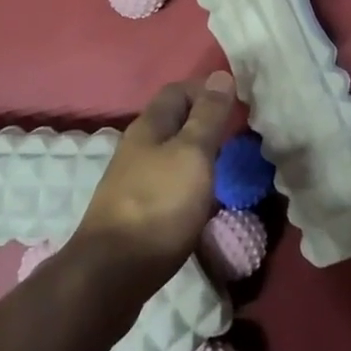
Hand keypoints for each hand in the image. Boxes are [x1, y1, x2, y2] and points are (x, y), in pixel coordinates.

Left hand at [73, 72, 236, 287]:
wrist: (111, 276)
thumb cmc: (159, 206)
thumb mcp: (192, 154)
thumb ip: (208, 116)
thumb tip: (222, 75)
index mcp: (149, 126)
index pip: (178, 90)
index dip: (207, 89)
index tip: (238, 101)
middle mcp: (138, 147)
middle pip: (174, 121)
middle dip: (205, 120)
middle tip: (238, 133)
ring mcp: (133, 180)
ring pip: (171, 152)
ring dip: (198, 152)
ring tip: (227, 165)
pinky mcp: (135, 211)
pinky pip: (168, 182)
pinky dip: (189, 180)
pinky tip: (203, 198)